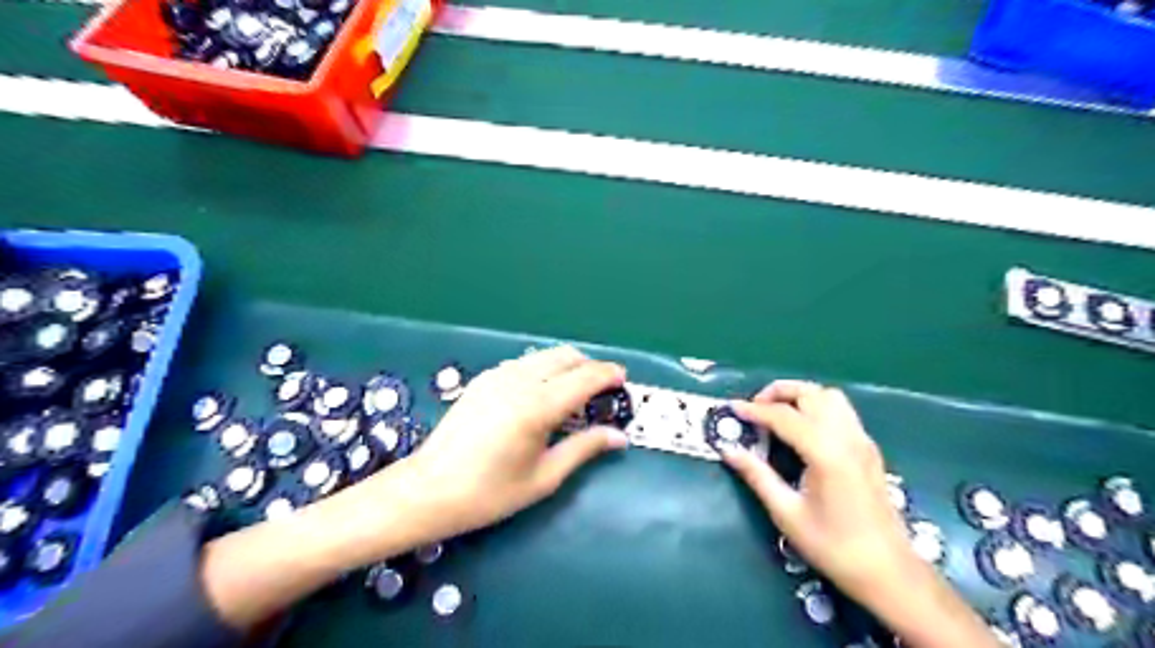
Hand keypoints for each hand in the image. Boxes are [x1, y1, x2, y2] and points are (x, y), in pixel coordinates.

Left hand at [382, 349, 630, 541]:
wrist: (429, 490)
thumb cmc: (490, 493)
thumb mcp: (544, 477)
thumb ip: (584, 449)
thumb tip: (619, 436)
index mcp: (537, 406)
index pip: (585, 377)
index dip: (609, 375)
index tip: (624, 380)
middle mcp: (519, 381)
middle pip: (566, 356)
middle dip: (589, 366)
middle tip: (602, 390)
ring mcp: (498, 376)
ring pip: (544, 356)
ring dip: (566, 366)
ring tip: (573, 394)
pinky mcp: (483, 379)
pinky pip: (524, 363)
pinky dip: (543, 369)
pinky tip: (541, 395)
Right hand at [725, 382, 916, 600]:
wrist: (888, 571)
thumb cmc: (833, 546)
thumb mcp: (787, 513)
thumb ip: (757, 475)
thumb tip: (728, 450)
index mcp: (826, 452)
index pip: (783, 416)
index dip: (754, 410)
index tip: (731, 408)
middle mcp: (847, 437)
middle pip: (811, 393)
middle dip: (779, 392)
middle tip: (755, 408)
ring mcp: (862, 440)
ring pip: (830, 397)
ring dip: (801, 396)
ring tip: (778, 414)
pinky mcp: (869, 449)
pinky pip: (842, 411)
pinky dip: (817, 407)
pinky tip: (804, 430)